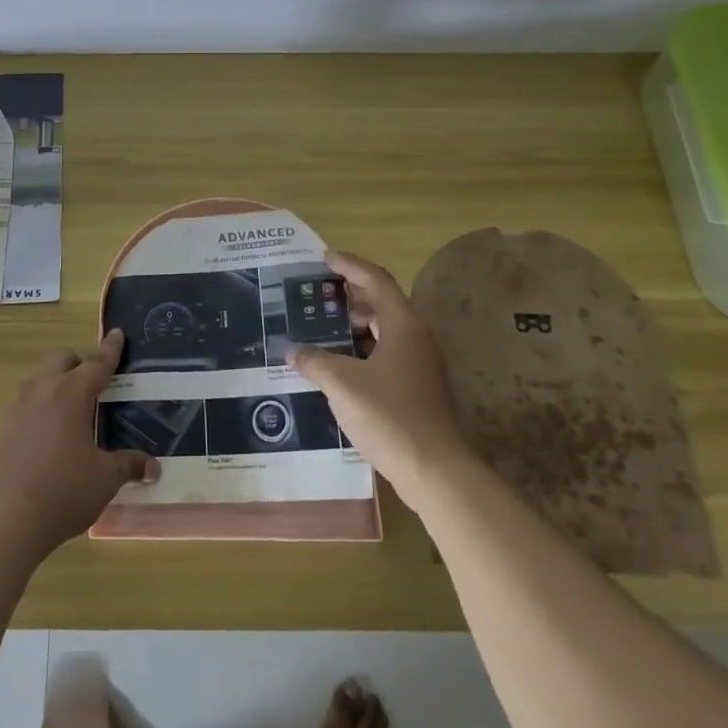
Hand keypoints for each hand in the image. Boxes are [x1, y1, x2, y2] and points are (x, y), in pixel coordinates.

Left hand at [0, 331, 156, 552]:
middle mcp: (41, 392)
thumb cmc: (63, 491)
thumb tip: (153, 467)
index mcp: (71, 394)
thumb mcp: (104, 479)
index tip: (117, 333)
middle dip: (79, 364)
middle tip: (95, 381)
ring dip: (56, 386)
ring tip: (72, 412)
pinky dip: (40, 411)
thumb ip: (128, 466)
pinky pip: (24, 407)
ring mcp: (16, 409)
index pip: (96, 364)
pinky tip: (48, 438)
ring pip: (39, 382)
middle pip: (61, 361)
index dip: (110, 350)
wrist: (2, 520)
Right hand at [288, 252, 466, 502]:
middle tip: (316, 295)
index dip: (350, 265)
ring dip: (355, 325)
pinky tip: (338, 365)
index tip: (324, 258)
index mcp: (403, 324)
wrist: (435, 469)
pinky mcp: (418, 387)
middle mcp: (416, 337)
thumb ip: (314, 361)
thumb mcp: (342, 384)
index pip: (376, 279)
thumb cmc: (389, 415)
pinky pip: (387, 353)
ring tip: (321, 328)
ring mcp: (420, 363)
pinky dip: (362, 349)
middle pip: (382, 303)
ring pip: (385, 330)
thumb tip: (292, 350)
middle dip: (349, 296)